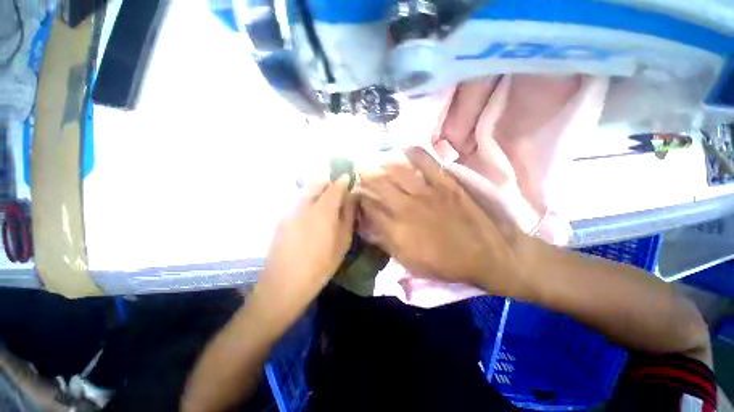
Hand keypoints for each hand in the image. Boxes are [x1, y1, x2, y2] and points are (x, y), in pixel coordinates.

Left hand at [257, 176, 355, 312]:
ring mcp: (290, 210)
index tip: (350, 180)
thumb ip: (348, 215)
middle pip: (318, 184)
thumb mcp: (343, 241)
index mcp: (323, 209)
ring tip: (326, 204)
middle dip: (330, 184)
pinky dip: (309, 200)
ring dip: (318, 191)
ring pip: (307, 191)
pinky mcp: (282, 217)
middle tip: (339, 193)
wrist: (285, 282)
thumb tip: (352, 198)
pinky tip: (312, 215)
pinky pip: (298, 200)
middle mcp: (304, 204)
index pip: (335, 186)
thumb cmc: (321, 264)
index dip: (344, 181)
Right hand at [359, 147, 529, 295]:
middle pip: (378, 184)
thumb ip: (385, 242)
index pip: (368, 207)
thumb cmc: (444, 263)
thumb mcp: (409, 262)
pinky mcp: (445, 183)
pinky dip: (414, 153)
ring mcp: (427, 192)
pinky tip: (404, 149)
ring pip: (397, 170)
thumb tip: (368, 226)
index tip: (356, 194)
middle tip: (359, 171)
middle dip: (365, 176)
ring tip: (376, 160)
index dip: (359, 199)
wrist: (486, 255)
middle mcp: (406, 207)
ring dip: (382, 164)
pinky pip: (426, 161)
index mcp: (397, 229)